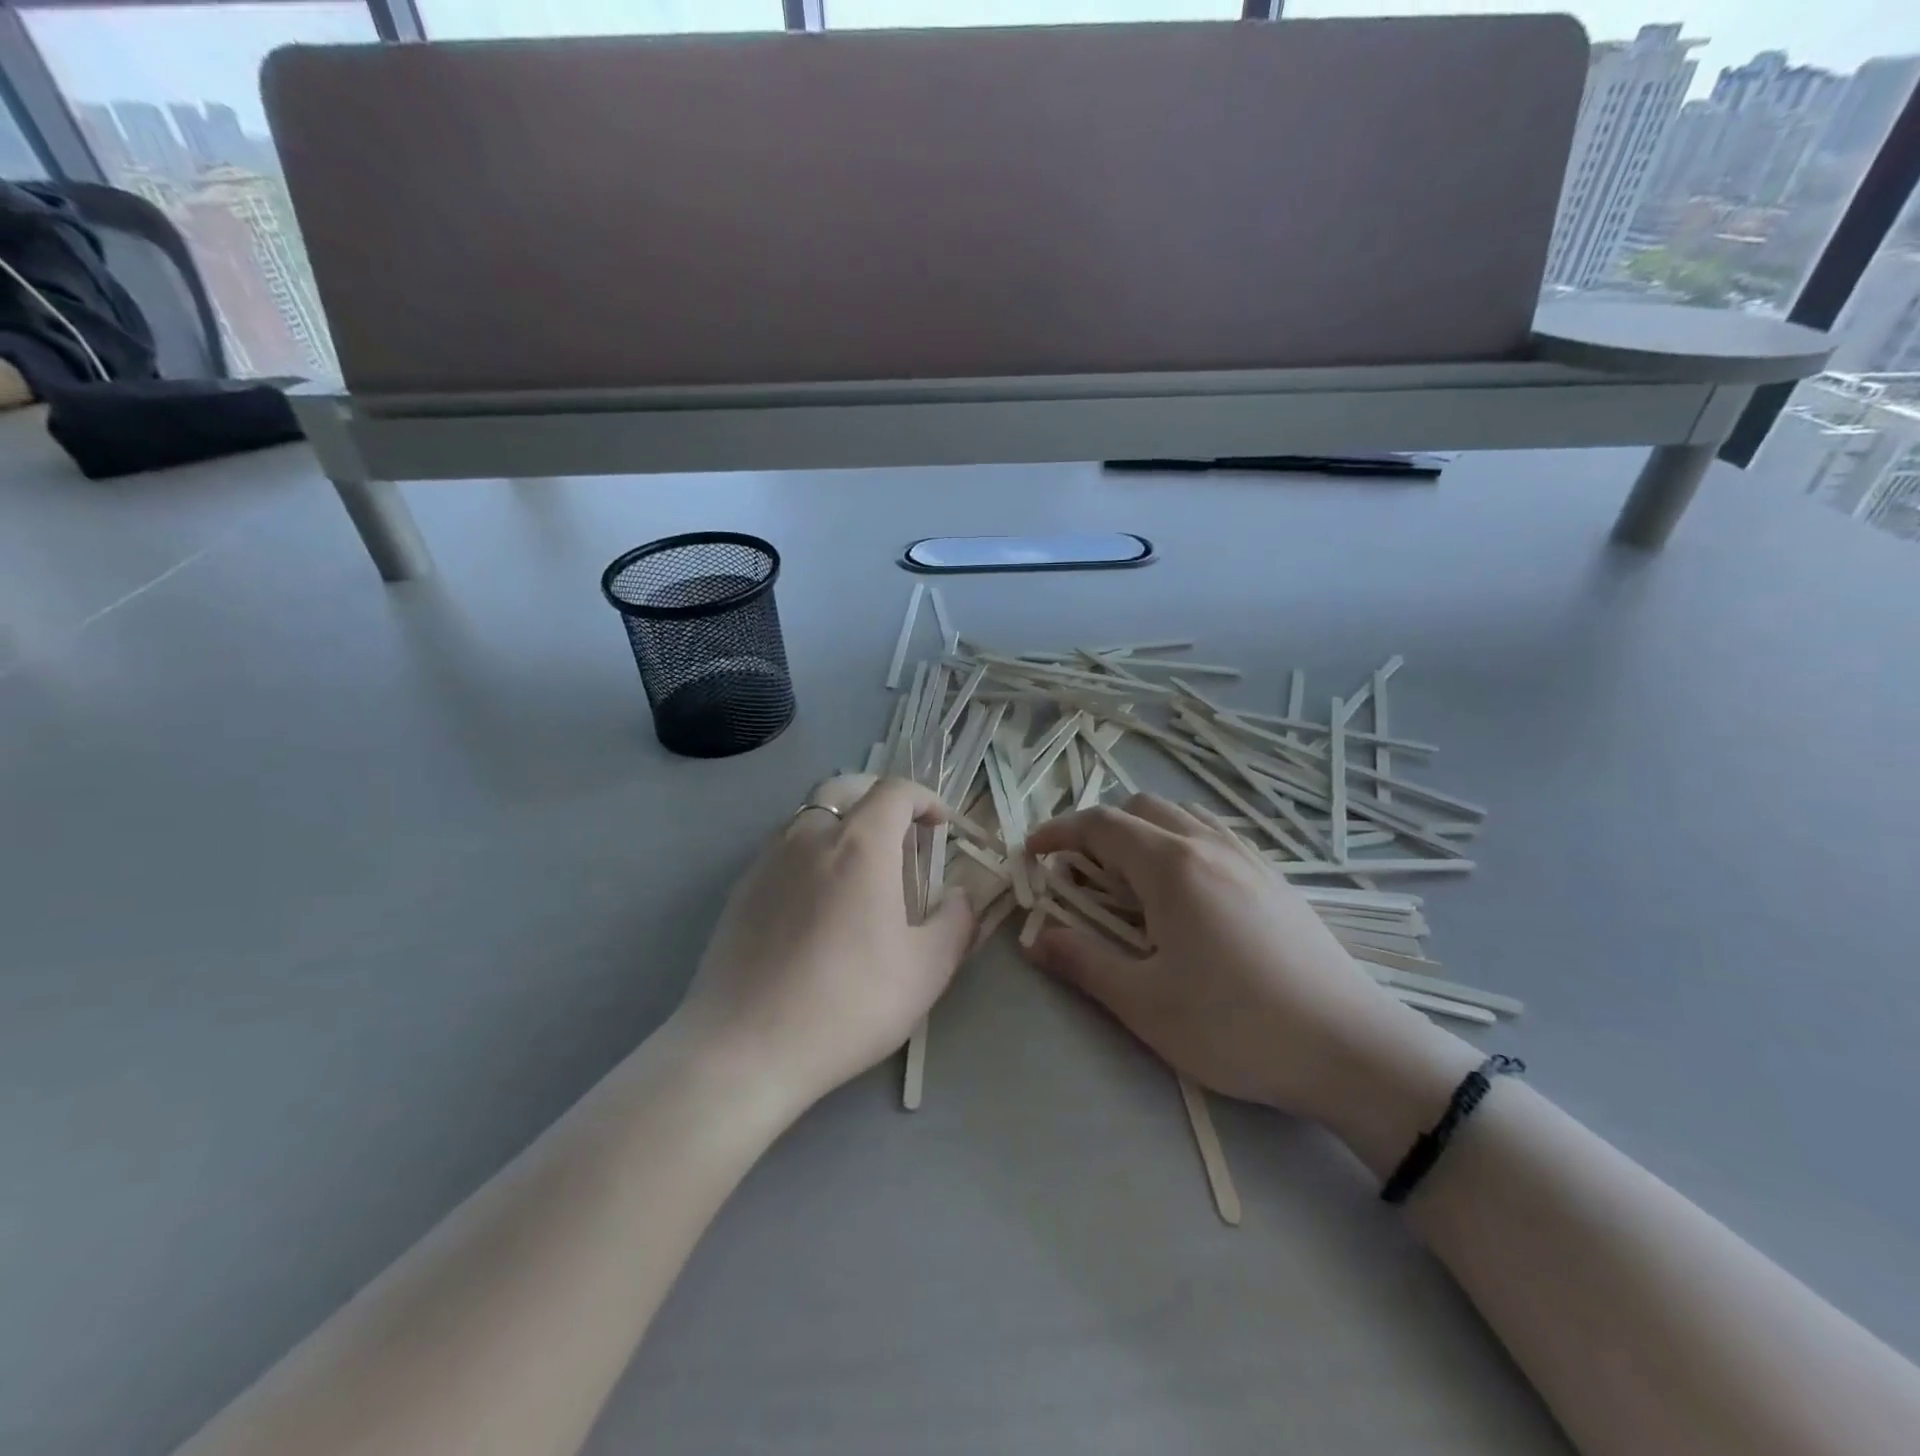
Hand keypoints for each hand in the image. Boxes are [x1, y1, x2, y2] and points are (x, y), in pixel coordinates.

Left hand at [671, 774, 978, 1112]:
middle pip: (845, 788)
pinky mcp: (741, 889)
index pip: (895, 791)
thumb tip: (960, 896)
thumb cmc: (848, 1003)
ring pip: (809, 814)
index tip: (940, 825)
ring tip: (859, 865)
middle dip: (879, 798)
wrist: (746, 1047)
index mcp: (860, 844)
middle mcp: (811, 836)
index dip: (924, 798)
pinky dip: (810, 850)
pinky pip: (782, 848)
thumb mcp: (926, 970)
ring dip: (842, 821)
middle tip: (900, 832)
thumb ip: (955, 922)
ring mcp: (769, 860)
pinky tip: (816, 898)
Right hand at [1023, 795, 1463, 1120]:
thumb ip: (1082, 962)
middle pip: (1141, 808)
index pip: (1100, 825)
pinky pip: (1213, 836)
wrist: (1351, 1049)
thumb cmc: (1235, 1026)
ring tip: (1130, 881)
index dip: (1059, 833)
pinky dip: (1179, 843)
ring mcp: (1249, 858)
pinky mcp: (1275, 879)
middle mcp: (1208, 846)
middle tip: (1081, 874)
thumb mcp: (1144, 1003)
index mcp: (1171, 866)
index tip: (1033, 853)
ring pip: (1181, 818)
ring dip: (1142, 833)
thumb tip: (1034, 939)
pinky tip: (1185, 894)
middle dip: (1099, 829)